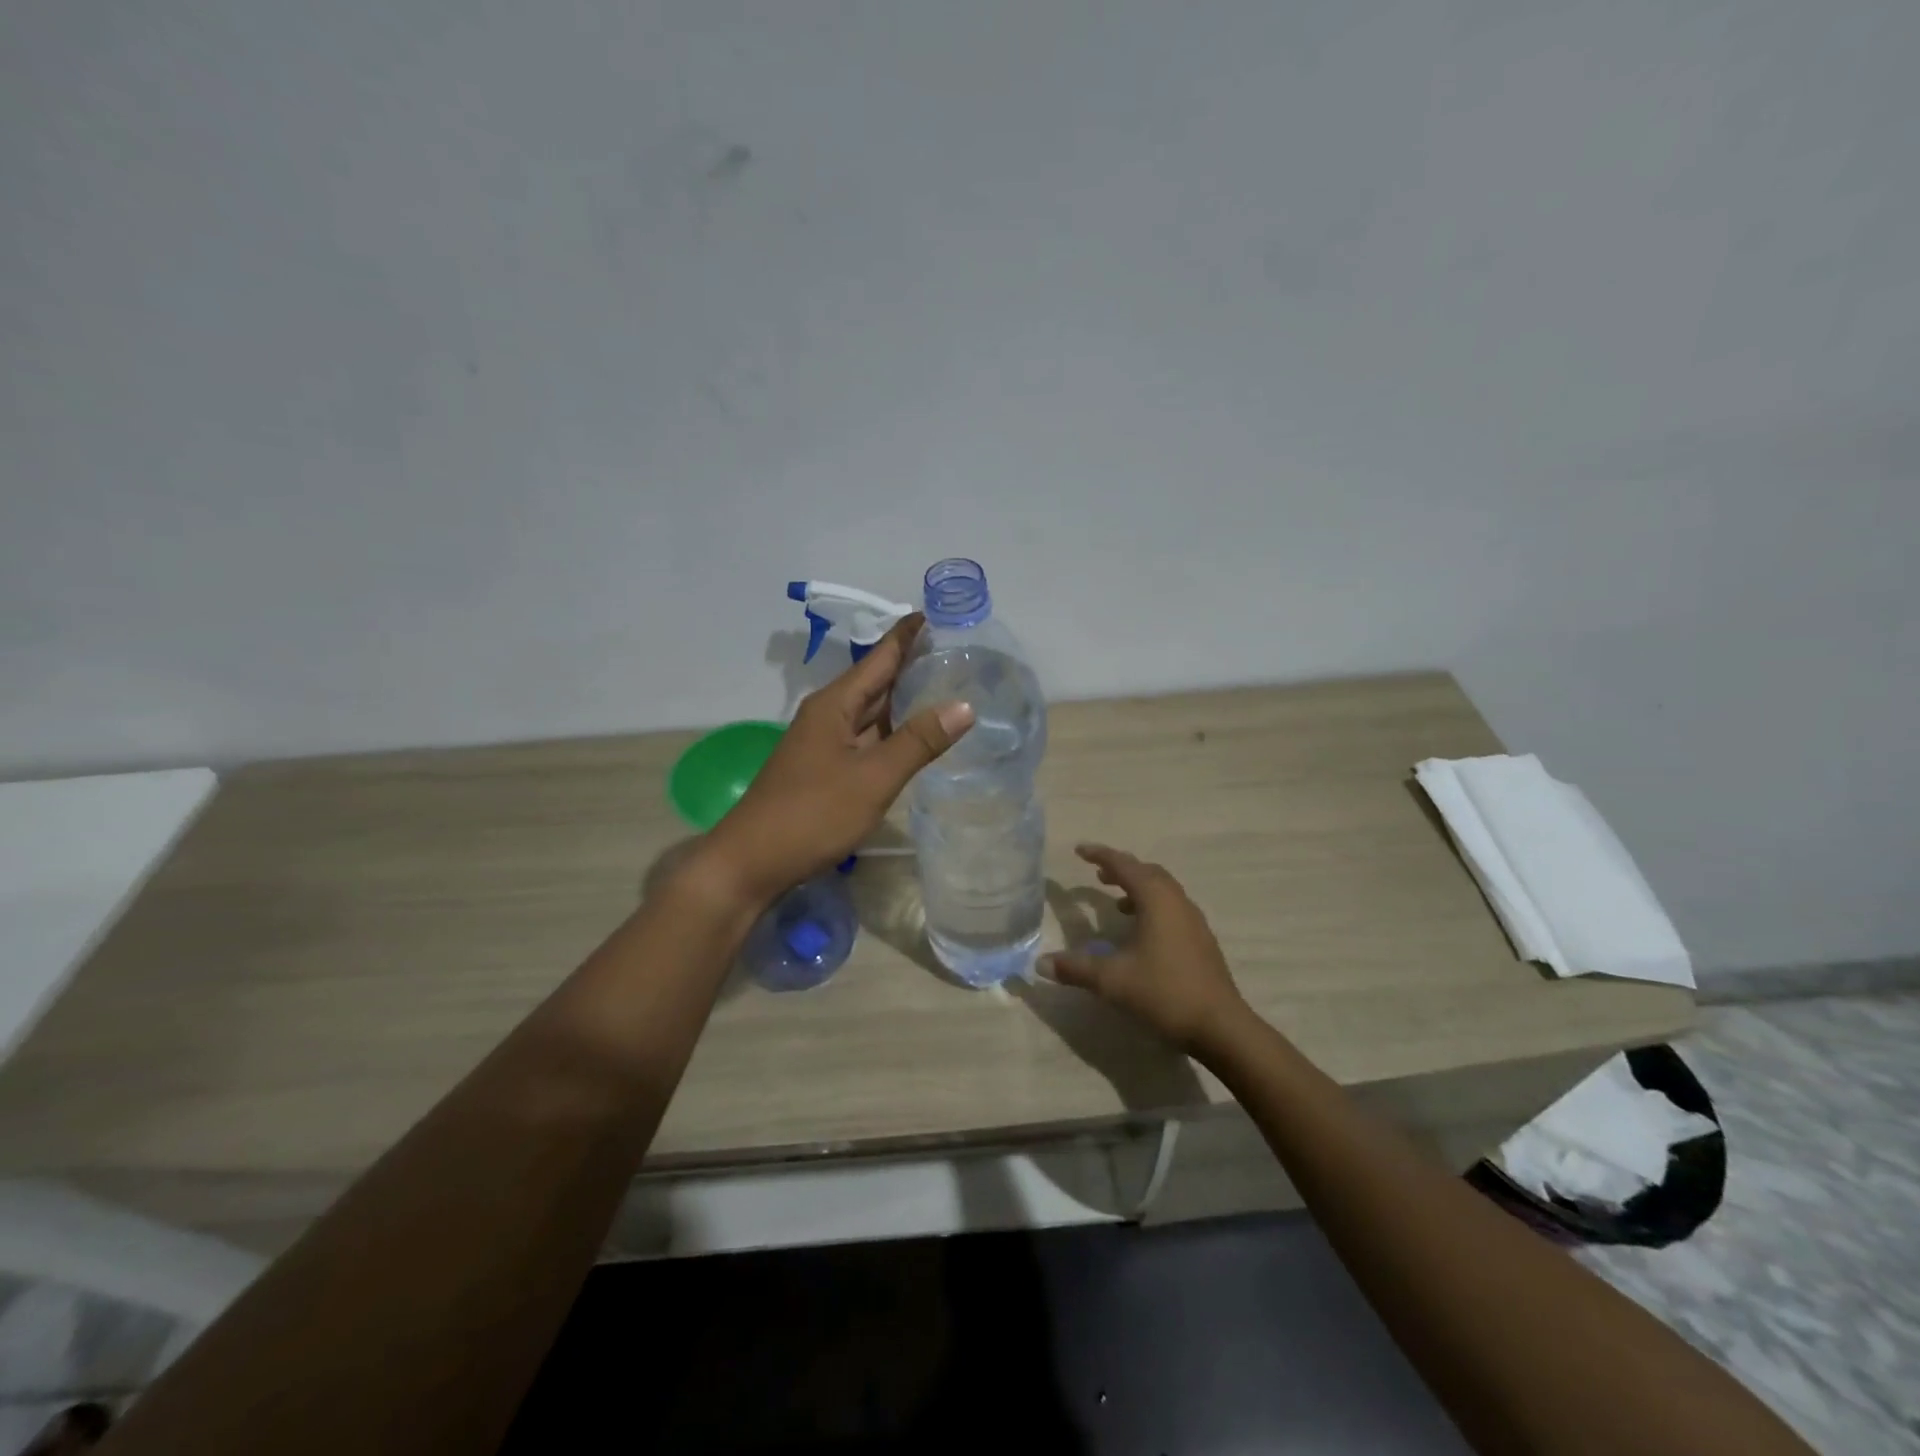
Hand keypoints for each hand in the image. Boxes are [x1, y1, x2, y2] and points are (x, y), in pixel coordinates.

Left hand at [701, 613, 972, 906]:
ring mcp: (825, 744)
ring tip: (947, 688)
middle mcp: (828, 716)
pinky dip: (893, 733)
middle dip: (912, 665)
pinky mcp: (826, 770)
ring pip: (872, 713)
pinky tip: (916, 738)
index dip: (908, 635)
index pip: (880, 657)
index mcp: (835, 704)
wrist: (752, 862)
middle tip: (958, 652)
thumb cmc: (812, 814)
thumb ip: (918, 741)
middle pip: (876, 681)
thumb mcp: (873, 777)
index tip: (938, 614)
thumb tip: (964, 705)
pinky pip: (867, 739)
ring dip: (905, 700)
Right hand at [1044, 844, 1249, 1055]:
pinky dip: (1152, 907)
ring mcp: (1193, 921)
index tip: (1079, 850)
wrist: (1220, 1026)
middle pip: (1148, 873)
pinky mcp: (1201, 940)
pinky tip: (1141, 933)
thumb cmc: (1164, 992)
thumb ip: (1076, 968)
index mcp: (1156, 900)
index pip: (1125, 866)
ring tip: (1116, 902)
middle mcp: (1177, 902)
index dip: (1100, 855)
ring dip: (1138, 888)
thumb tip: (1040, 963)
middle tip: (1097, 873)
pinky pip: (1172, 908)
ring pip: (1163, 890)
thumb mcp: (1112, 980)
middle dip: (1122, 869)